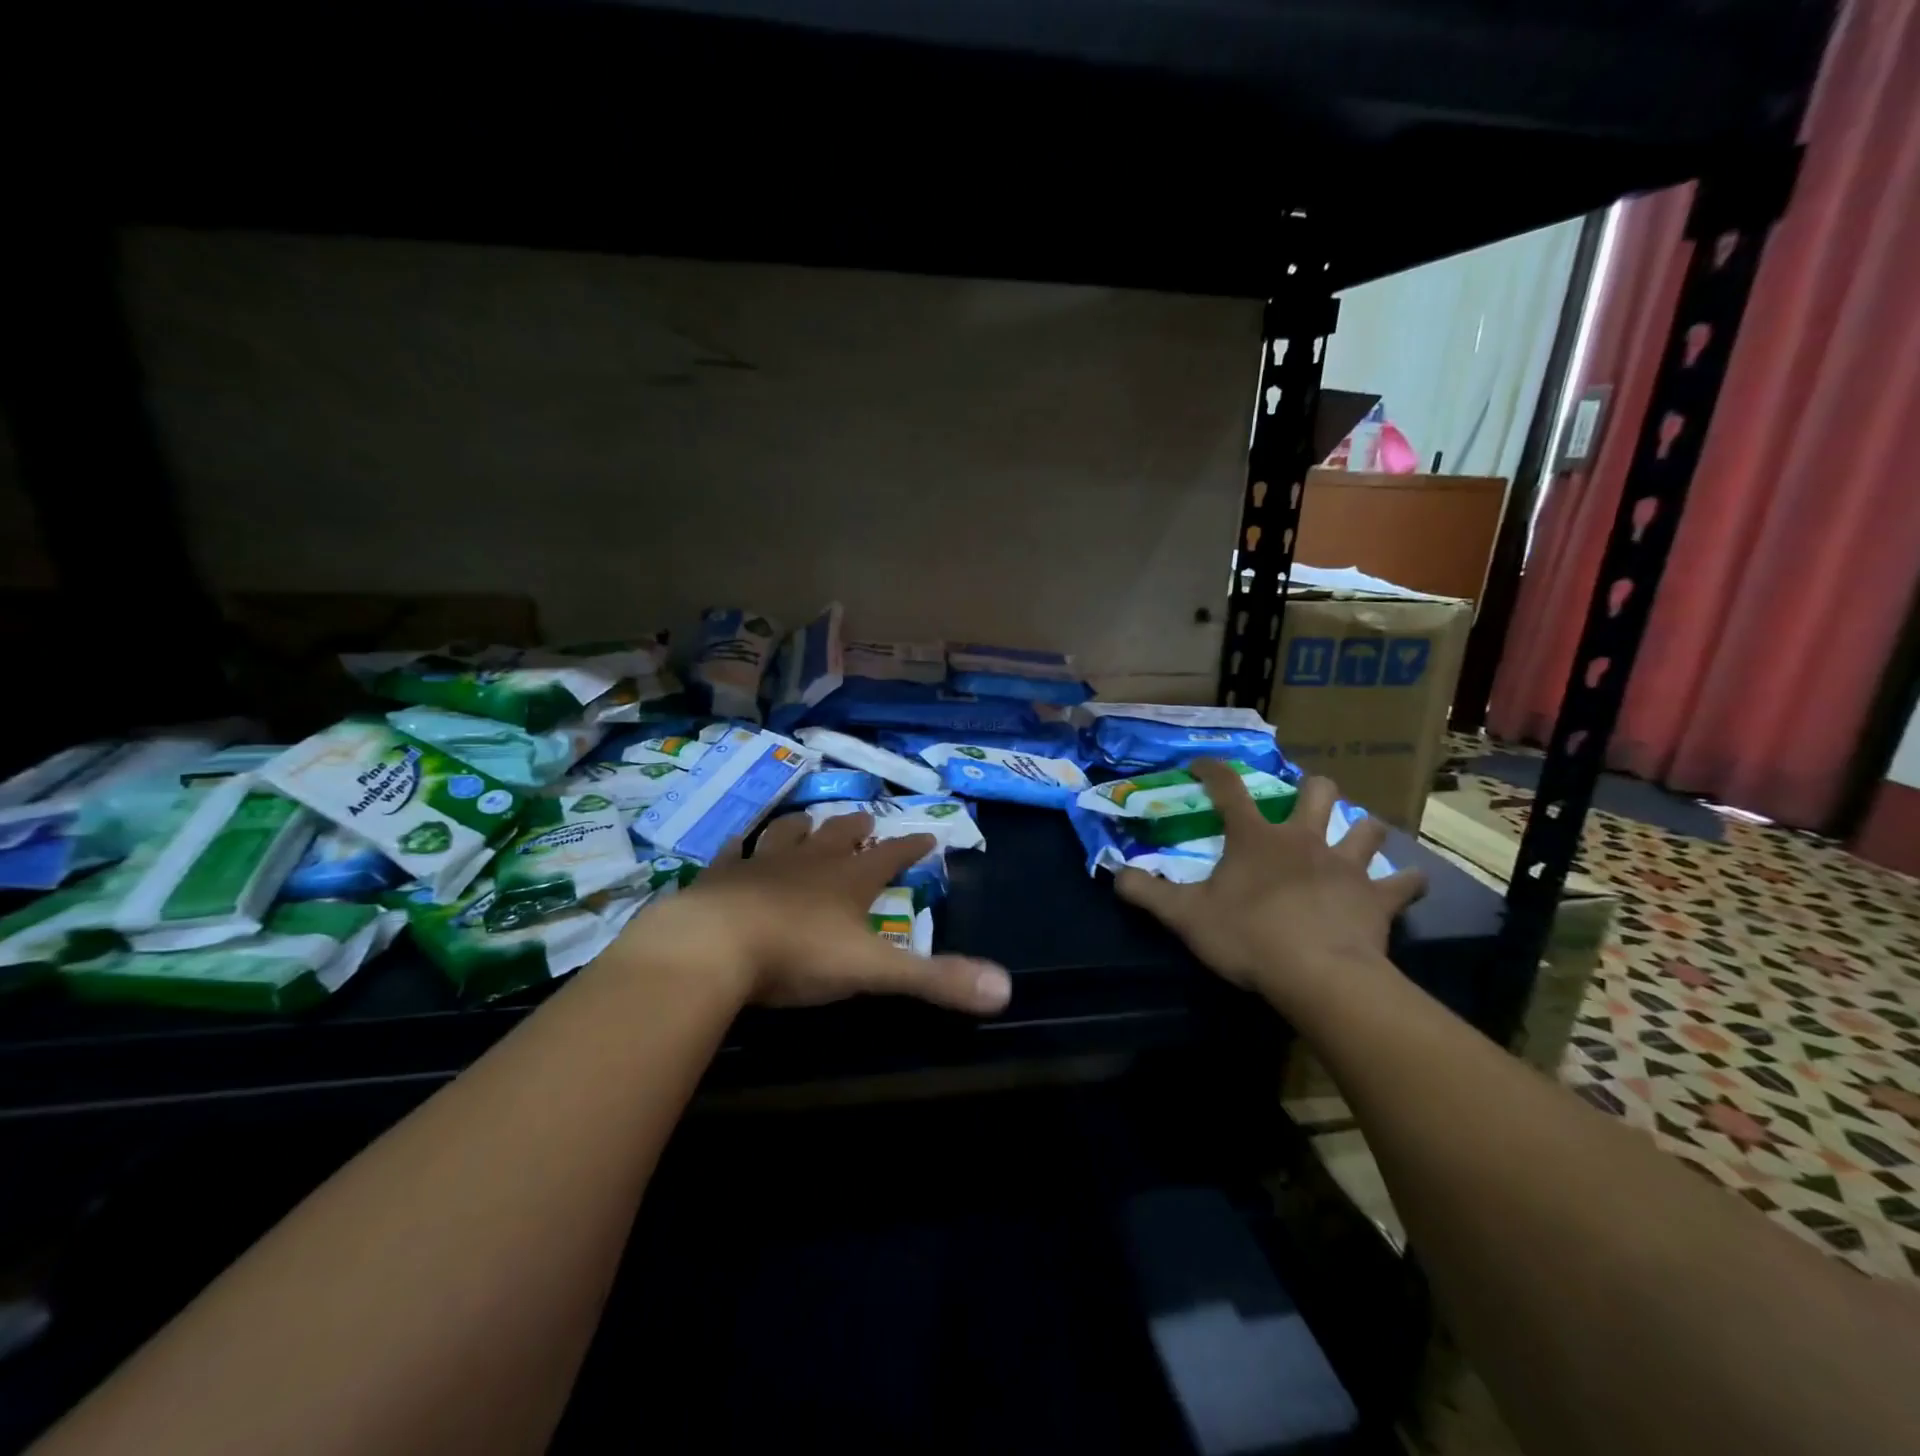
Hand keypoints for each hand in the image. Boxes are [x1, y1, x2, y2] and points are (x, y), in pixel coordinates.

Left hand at [638, 811, 1012, 1014]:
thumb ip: (935, 979)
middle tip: (867, 819)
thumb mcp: (873, 971)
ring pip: (788, 833)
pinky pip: (733, 852)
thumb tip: (1005, 989)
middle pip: (839, 835)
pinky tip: (739, 844)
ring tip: (808, 820)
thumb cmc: (797, 955)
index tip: (928, 834)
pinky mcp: (719, 876)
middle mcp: (809, 862)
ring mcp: (761, 864)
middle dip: (857, 828)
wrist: (711, 947)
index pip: (891, 857)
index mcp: (848, 881)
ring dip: (802, 826)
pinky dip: (741, 846)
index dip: (911, 847)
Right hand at [1115, 762, 1426, 1011]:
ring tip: (1354, 836)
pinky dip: (1406, 883)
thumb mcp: (1184, 917)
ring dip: (1361, 828)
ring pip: (1365, 827)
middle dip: (1310, 788)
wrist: (1317, 975)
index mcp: (1255, 838)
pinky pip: (1405, 883)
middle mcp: (1303, 839)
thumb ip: (1146, 892)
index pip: (1228, 788)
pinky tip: (1407, 885)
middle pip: (1316, 792)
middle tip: (1302, 801)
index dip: (1212, 769)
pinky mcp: (1379, 897)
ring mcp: (1346, 865)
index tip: (1200, 764)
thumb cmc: (1247, 937)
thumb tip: (1115, 874)